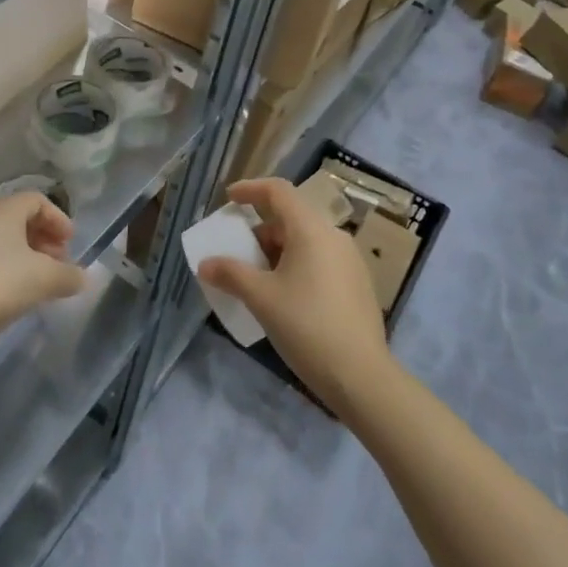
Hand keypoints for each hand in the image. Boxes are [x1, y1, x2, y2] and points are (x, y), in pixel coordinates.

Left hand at [0, 192, 85, 351]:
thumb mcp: (43, 279)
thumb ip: (68, 276)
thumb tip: (82, 278)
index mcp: (4, 211)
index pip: (37, 200)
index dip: (58, 219)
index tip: (70, 244)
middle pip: (21, 220)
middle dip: (45, 240)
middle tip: (60, 265)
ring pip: (5, 243)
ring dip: (28, 259)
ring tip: (41, 285)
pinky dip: (9, 272)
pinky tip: (17, 297)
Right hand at [198, 178, 392, 414]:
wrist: (362, 377)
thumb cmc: (307, 327)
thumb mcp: (261, 299)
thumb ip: (231, 274)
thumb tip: (206, 264)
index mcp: (311, 230)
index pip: (278, 191)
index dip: (251, 189)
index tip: (229, 198)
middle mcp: (334, 236)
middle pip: (291, 217)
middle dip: (260, 229)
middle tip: (238, 251)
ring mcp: (350, 261)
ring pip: (306, 241)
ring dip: (277, 250)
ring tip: (257, 277)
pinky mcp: (358, 284)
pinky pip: (320, 260)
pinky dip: (296, 265)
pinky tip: (285, 296)